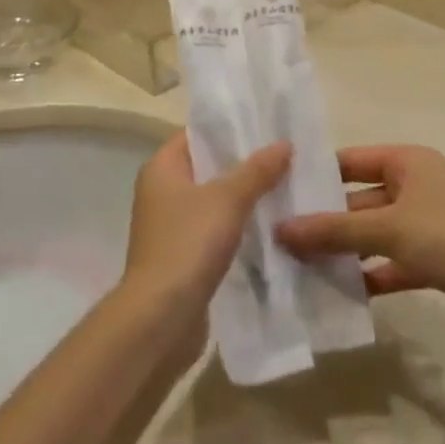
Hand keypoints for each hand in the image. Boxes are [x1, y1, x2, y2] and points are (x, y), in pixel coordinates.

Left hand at [121, 132, 290, 334]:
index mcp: (162, 168)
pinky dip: (237, 226)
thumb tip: (284, 143)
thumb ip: (256, 170)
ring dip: (243, 197)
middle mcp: (161, 191)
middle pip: (207, 167)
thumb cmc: (187, 244)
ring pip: (213, 201)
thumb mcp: (227, 200)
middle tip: (284, 155)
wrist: (160, 318)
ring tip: (284, 187)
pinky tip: (268, 227)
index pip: (196, 134)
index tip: (265, 125)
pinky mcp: (182, 256)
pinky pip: (214, 230)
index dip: (228, 128)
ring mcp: (170, 226)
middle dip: (242, 163)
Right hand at [275, 145, 444, 342]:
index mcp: (408, 161)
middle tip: (282, 238)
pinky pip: (395, 261)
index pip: (351, 160)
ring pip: (377, 233)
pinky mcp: (440, 259)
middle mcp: (418, 185)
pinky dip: (374, 273)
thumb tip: (280, 229)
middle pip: (361, 198)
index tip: (279, 193)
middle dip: (327, 219)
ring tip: (303, 268)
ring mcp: (430, 223)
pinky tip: (345, 293)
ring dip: (347, 250)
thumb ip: (334, 231)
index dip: (317, 175)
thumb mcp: (388, 229)